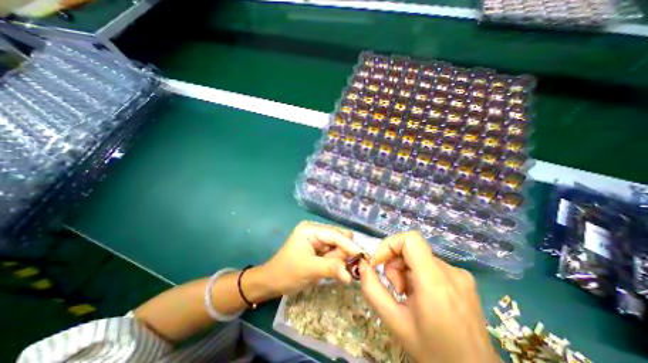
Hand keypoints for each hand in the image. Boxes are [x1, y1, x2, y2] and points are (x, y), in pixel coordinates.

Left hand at [261, 221, 362, 294]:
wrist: (271, 281)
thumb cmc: (286, 273)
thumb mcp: (309, 269)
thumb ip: (331, 268)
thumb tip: (351, 276)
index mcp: (310, 229)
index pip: (335, 234)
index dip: (350, 246)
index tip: (364, 258)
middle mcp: (315, 230)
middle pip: (339, 237)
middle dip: (346, 252)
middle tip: (350, 269)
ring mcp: (317, 238)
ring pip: (338, 245)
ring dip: (341, 258)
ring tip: (336, 271)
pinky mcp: (318, 247)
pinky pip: (334, 251)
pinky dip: (337, 261)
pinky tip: (334, 269)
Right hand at [357, 232, 497, 362]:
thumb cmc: (433, 352)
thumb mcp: (395, 322)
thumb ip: (373, 290)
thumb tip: (362, 265)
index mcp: (434, 281)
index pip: (410, 239)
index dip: (389, 245)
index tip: (379, 263)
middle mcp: (451, 271)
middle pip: (411, 249)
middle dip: (395, 264)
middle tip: (396, 289)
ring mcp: (460, 275)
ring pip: (419, 257)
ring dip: (406, 271)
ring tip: (408, 296)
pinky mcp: (464, 279)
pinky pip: (431, 265)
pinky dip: (419, 275)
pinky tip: (422, 297)